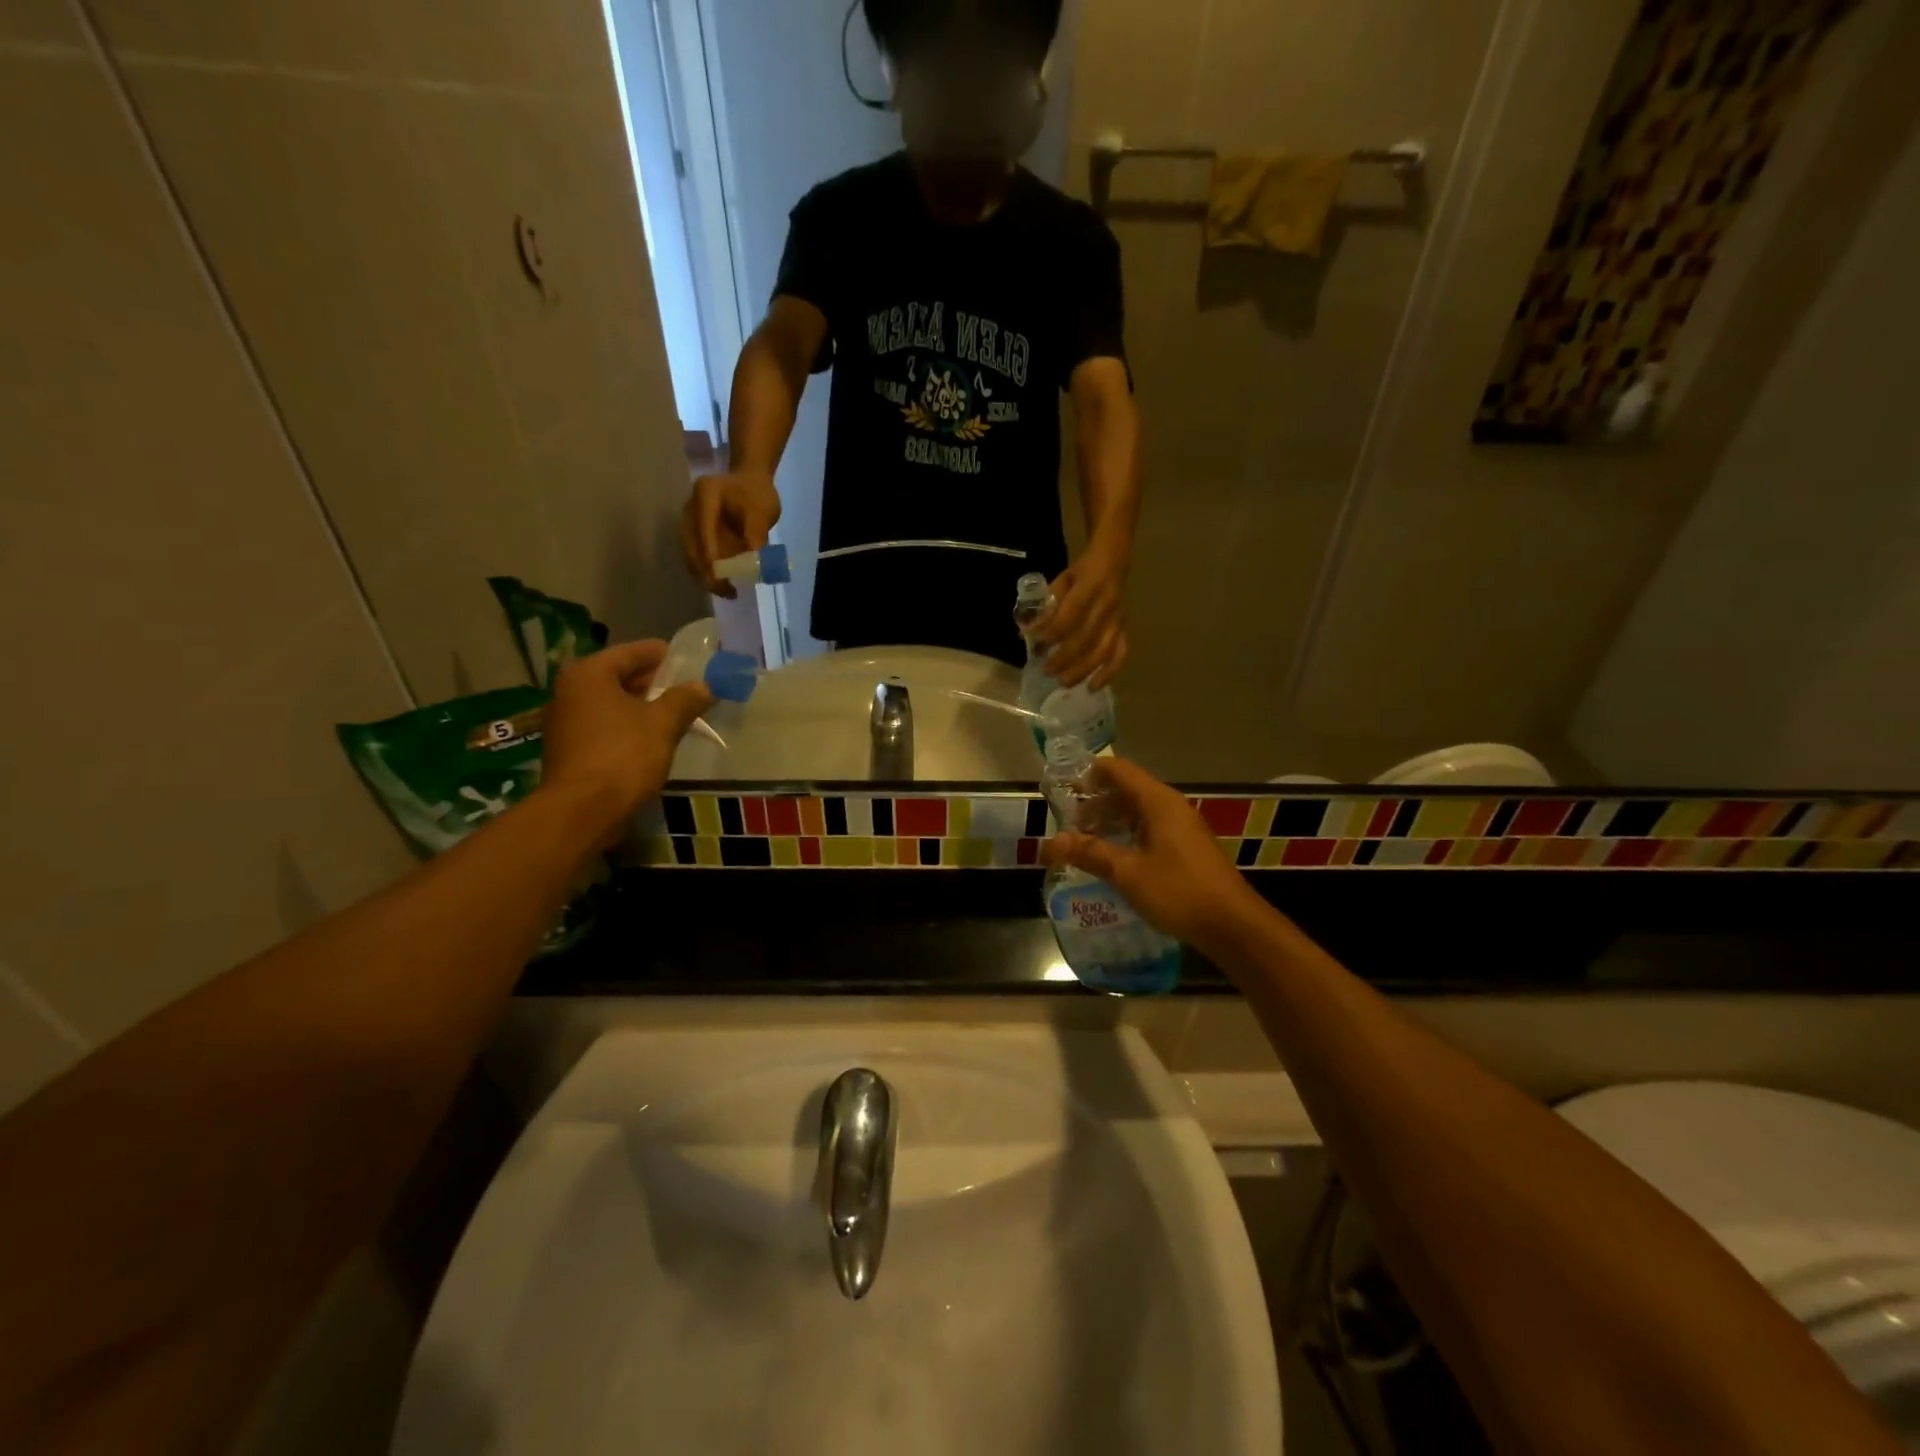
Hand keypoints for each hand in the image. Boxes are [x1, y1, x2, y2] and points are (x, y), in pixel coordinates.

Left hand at [540, 640, 714, 841]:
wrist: (583, 811)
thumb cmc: (623, 755)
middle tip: (688, 688)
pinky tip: (654, 739)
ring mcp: (566, 722)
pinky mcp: (570, 749)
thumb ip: (685, 699)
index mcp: (589, 674)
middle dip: (654, 682)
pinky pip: (606, 726)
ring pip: (612, 703)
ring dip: (642, 706)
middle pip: (620, 676)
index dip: (663, 655)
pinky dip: (629, 726)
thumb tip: (705, 685)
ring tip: (676, 714)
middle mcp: (570, 691)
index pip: (632, 652)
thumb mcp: (663, 723)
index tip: (689, 660)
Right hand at [682, 470, 781, 597]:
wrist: (750, 482)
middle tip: (726, 591)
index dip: (709, 553)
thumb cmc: (757, 494)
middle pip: (692, 544)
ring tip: (728, 592)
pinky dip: (708, 572)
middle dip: (706, 572)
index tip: (719, 576)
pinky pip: (697, 555)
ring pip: (691, 553)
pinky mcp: (695, 533)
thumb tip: (754, 559)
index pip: (703, 528)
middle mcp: (691, 508)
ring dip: (705, 576)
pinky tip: (724, 585)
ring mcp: (690, 521)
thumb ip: (757, 532)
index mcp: (706, 495)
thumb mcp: (762, 510)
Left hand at [1039, 541, 1128, 688]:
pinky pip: (1120, 654)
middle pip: (1086, 638)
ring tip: (1063, 682)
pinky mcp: (1124, 630)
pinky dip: (1108, 673)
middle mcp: (1107, 606)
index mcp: (1090, 587)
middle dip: (1064, 658)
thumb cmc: (1081, 573)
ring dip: (1082, 670)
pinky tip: (1093, 687)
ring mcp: (1118, 620)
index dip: (1053, 634)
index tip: (1037, 646)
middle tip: (1046, 671)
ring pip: (1103, 651)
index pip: (1070, 616)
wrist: (1112, 562)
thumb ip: (1046, 605)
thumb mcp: (1061, 580)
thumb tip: (1027, 630)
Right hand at [1041, 758, 1269, 954]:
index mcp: (1158, 802)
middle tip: (1070, 825)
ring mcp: (1182, 828)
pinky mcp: (1187, 849)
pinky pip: (1150, 830)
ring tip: (1086, 844)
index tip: (1064, 790)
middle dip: (1096, 804)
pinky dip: (1127, 836)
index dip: (1089, 774)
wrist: (1234, 926)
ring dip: (1111, 822)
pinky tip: (1114, 860)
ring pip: (1138, 812)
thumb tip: (1051, 843)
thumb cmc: (1179, 891)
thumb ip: (1090, 853)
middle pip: (1127, 790)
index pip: (1118, 770)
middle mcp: (1171, 807)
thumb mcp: (1128, 873)